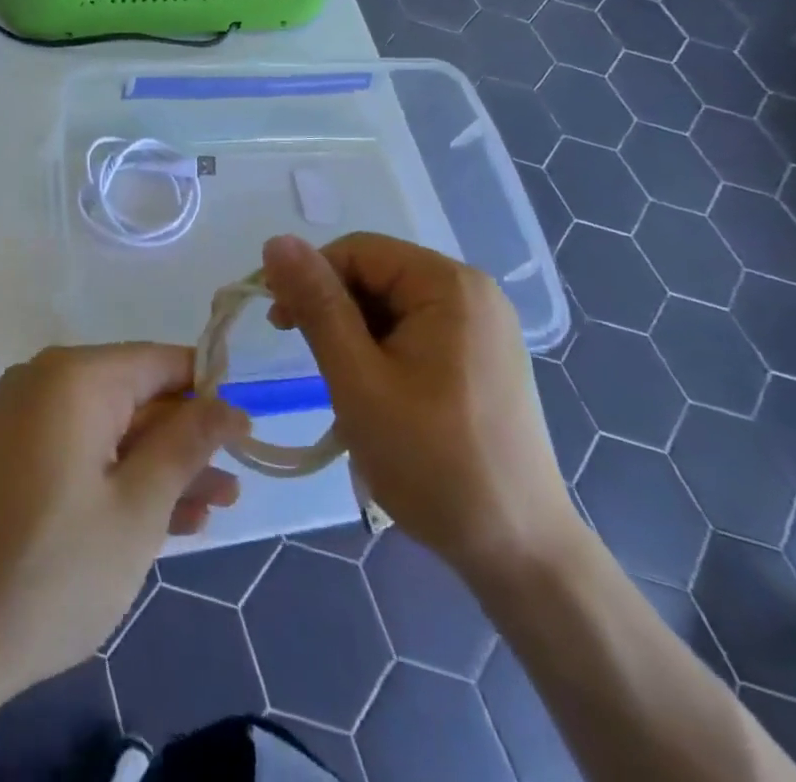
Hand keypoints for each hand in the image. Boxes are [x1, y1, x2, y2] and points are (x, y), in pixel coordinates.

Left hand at [0, 344, 248, 707]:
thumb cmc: (54, 569)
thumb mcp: (138, 508)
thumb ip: (186, 446)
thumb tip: (230, 405)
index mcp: (75, 376)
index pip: (159, 361)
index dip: (207, 391)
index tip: (244, 430)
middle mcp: (45, 381)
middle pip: (134, 395)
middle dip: (185, 439)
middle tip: (233, 483)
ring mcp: (23, 418)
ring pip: (109, 428)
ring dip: (158, 465)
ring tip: (213, 507)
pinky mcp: (12, 455)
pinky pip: (79, 449)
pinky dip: (117, 476)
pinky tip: (165, 517)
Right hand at [263, 233, 579, 581]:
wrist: (519, 553)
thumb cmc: (432, 461)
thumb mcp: (357, 379)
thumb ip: (317, 304)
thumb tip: (275, 241)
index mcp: (449, 285)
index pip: (358, 251)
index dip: (310, 278)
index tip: (281, 325)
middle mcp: (473, 292)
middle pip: (377, 274)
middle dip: (333, 308)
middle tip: (308, 358)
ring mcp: (483, 326)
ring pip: (392, 304)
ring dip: (355, 333)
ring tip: (343, 383)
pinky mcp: (483, 356)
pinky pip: (416, 330)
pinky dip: (383, 350)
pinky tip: (375, 390)